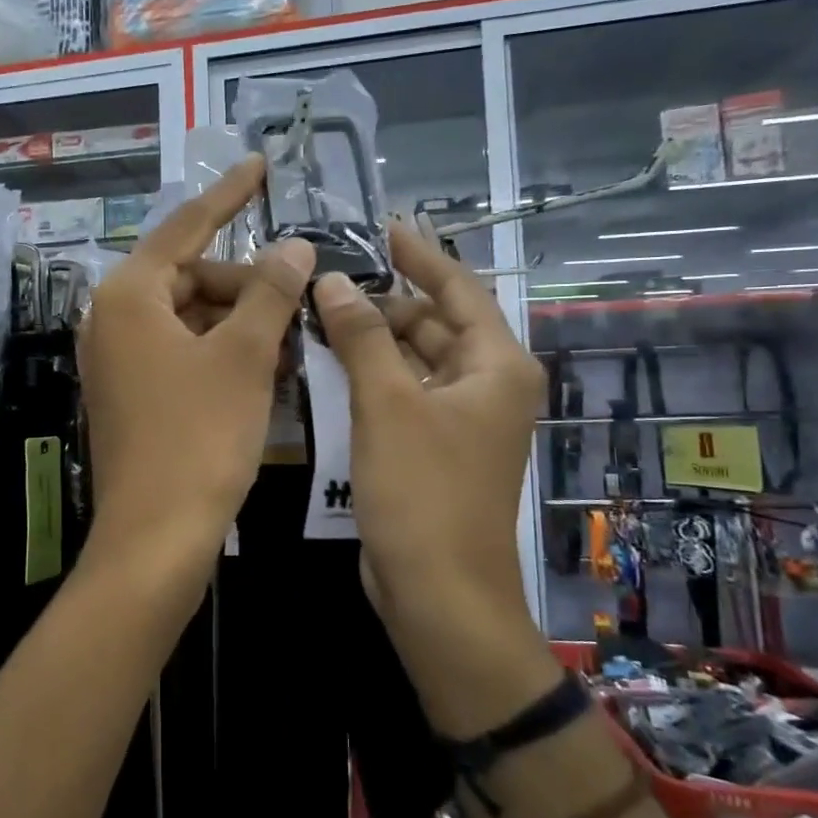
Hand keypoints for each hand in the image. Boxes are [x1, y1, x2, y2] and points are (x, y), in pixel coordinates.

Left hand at [78, 157, 313, 589]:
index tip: (261, 165)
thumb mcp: (244, 357)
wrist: (156, 536)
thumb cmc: (199, 437)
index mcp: (129, 295)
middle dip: (246, 284)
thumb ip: (269, 292)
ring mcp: (118, 360)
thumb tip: (293, 246)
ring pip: (190, 317)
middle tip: (300, 298)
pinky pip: (181, 353)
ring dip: (241, 322)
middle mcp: (111, 319)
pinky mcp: (131, 394)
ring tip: (293, 339)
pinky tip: (266, 369)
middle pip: (190, 276)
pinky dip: (222, 353)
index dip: (229, 194)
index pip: (186, 226)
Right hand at [313, 222, 558, 734]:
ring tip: (321, 312)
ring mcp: (459, 420)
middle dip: (385, 300)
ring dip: (373, 338)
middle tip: (328, 277)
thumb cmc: (423, 491)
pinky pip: (402, 393)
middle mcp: (486, 386)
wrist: (438, 592)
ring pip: (414, 360)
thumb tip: (333, 280)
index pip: (458, 290)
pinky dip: (372, 375)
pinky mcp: (432, 448)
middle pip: (434, 324)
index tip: (384, 225)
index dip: (421, 255)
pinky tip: (331, 363)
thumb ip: (361, 337)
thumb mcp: (387, 404)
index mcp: (496, 366)